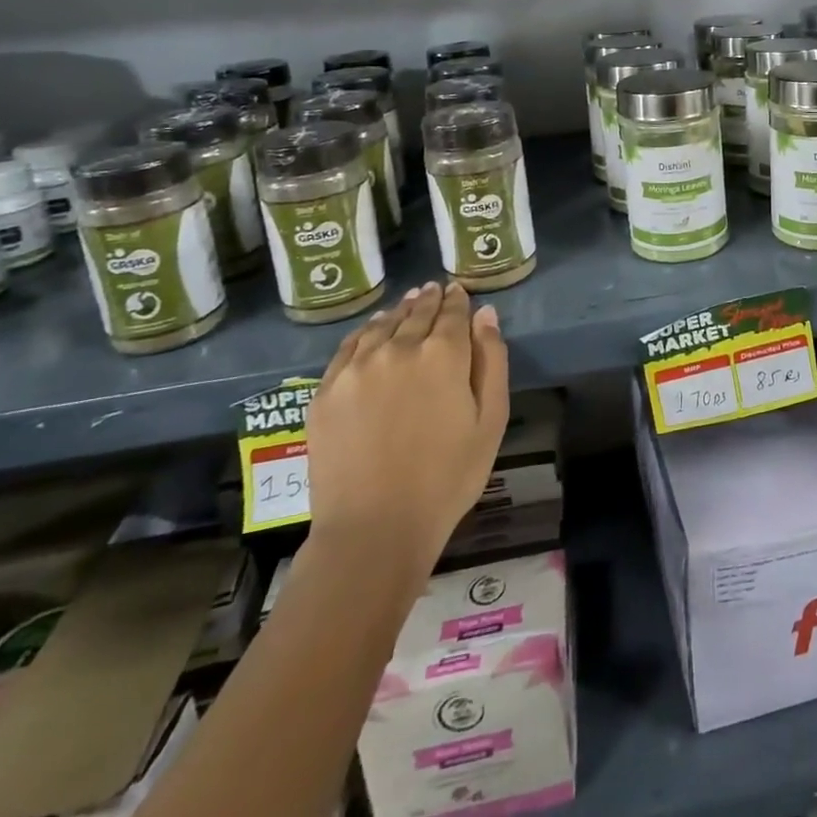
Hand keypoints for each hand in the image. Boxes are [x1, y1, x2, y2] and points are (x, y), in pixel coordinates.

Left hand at [304, 282, 509, 583]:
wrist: (374, 527)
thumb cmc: (447, 477)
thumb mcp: (491, 420)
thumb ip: (491, 360)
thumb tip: (485, 314)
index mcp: (443, 354)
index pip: (453, 313)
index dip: (458, 299)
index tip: (458, 290)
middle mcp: (398, 348)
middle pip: (417, 313)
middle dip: (429, 300)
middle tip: (434, 289)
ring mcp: (357, 368)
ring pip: (382, 325)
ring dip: (399, 311)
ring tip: (407, 302)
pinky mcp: (325, 391)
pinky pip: (348, 346)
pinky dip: (365, 331)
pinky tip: (373, 329)